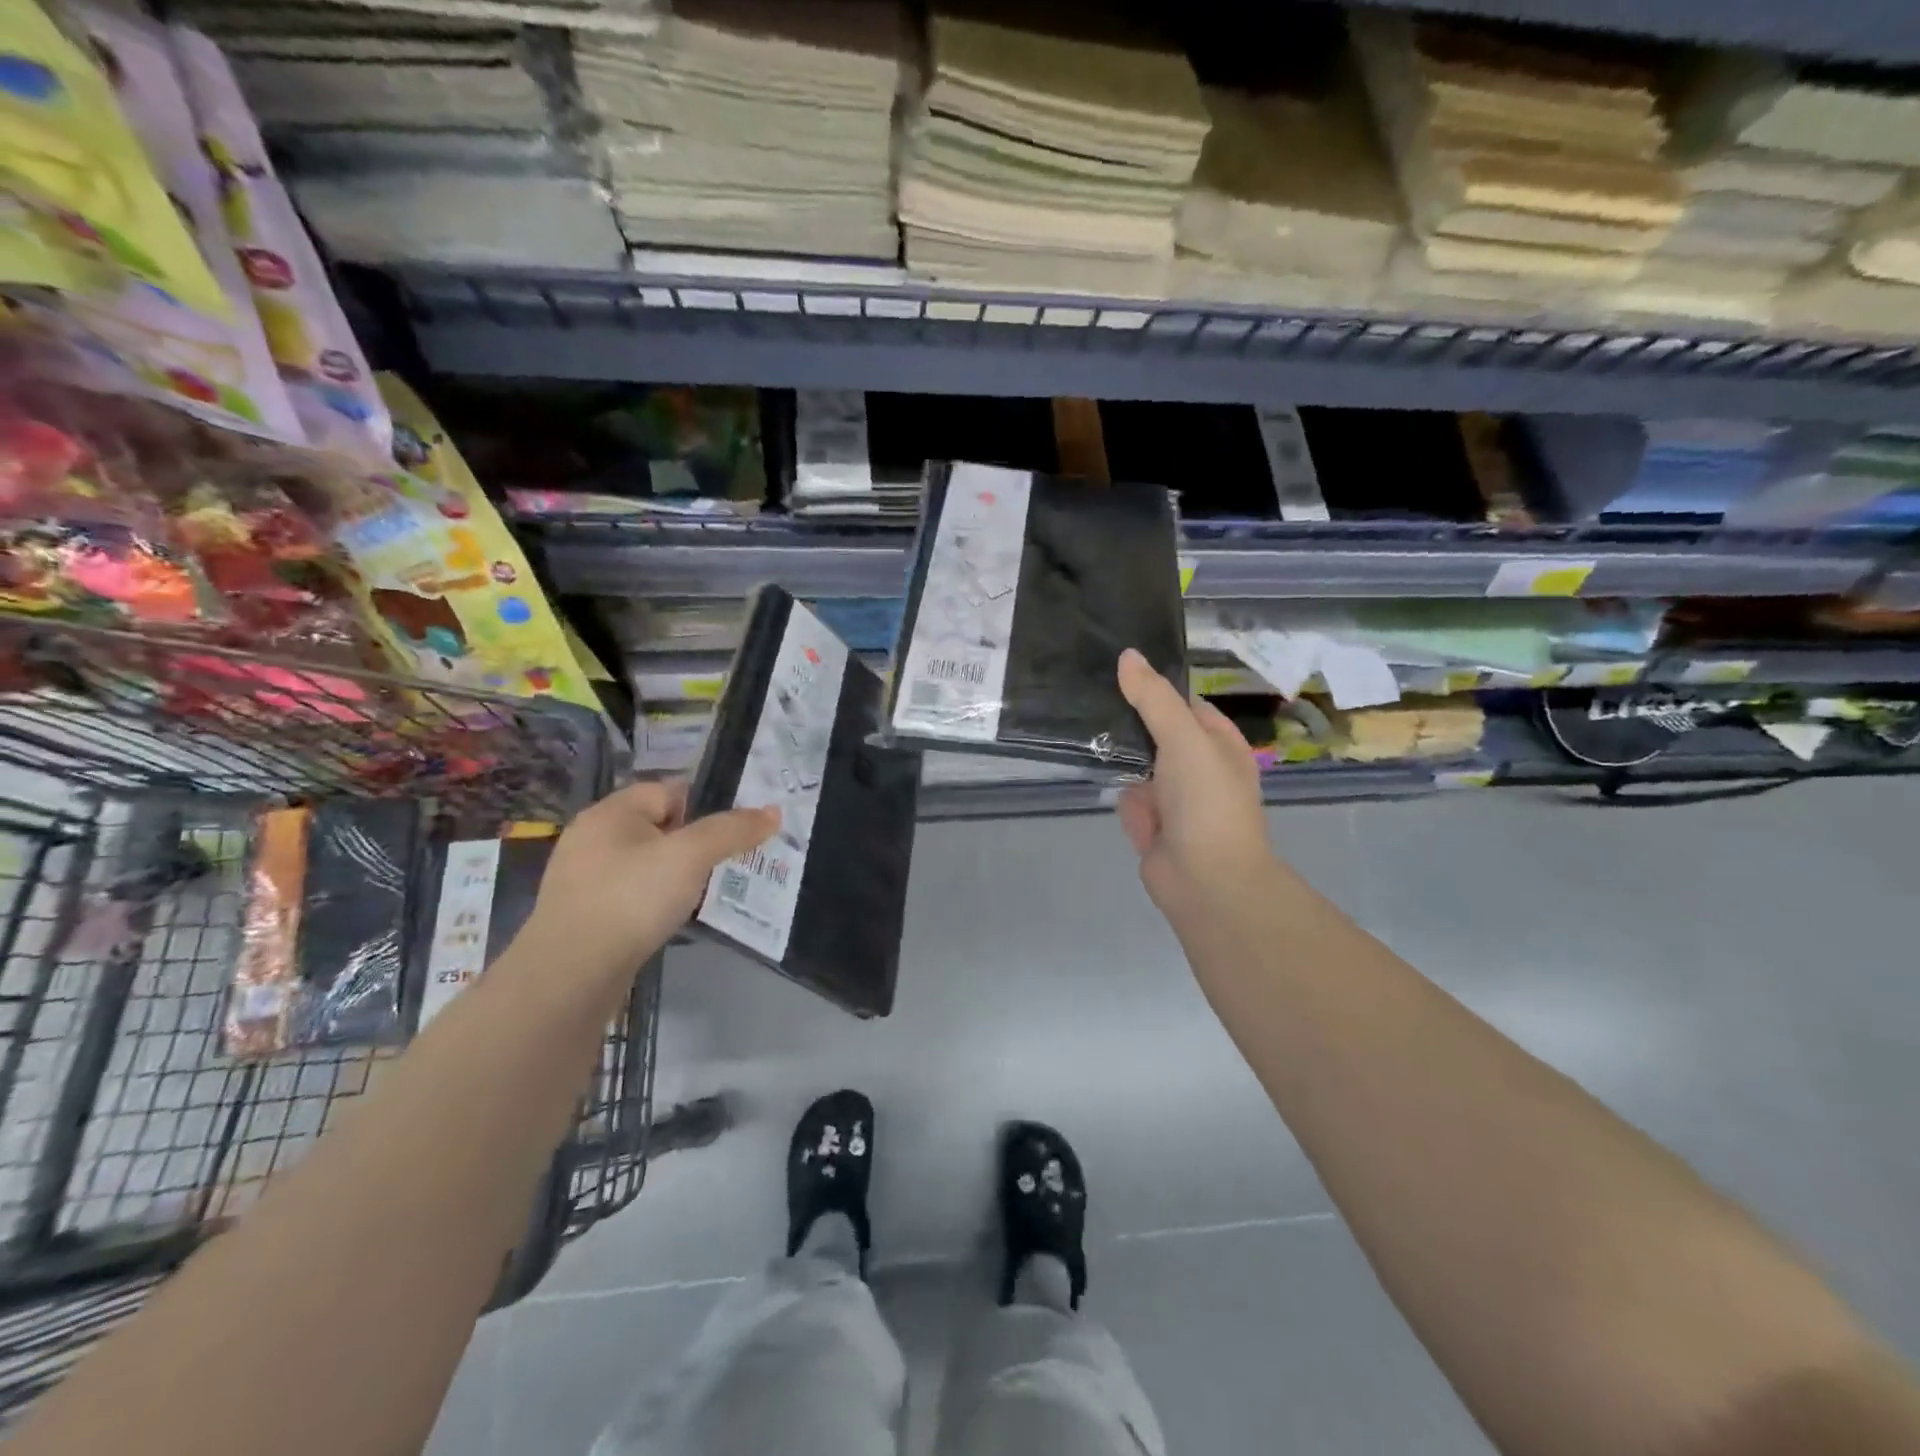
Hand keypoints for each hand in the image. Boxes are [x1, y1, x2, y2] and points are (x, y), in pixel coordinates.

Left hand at [522, 780, 777, 990]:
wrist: (569, 975)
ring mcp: (584, 877)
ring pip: (645, 862)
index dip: (704, 806)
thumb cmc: (631, 899)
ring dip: (675, 873)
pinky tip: (670, 916)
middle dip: (693, 842)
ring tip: (704, 891)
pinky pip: (631, 892)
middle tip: (726, 861)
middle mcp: (593, 837)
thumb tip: (773, 811)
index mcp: (612, 812)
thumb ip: (732, 830)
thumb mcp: (690, 856)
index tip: (734, 833)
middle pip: (657, 826)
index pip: (668, 791)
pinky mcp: (585, 912)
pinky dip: (654, 899)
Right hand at [1115, 649, 1277, 925]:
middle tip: (1089, 694)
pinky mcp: (1152, 827)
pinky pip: (1129, 801)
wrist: (1206, 881)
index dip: (1157, 688)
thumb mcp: (1184, 738)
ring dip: (1120, 758)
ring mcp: (1175, 801)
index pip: (1186, 705)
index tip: (1117, 669)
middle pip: (1159, 735)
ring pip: (1140, 768)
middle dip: (1132, 722)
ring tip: (1080, 724)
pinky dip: (1121, 798)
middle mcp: (1198, 770)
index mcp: (1219, 745)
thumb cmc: (1207, 801)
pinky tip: (1090, 770)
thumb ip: (1154, 698)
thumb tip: (1128, 655)